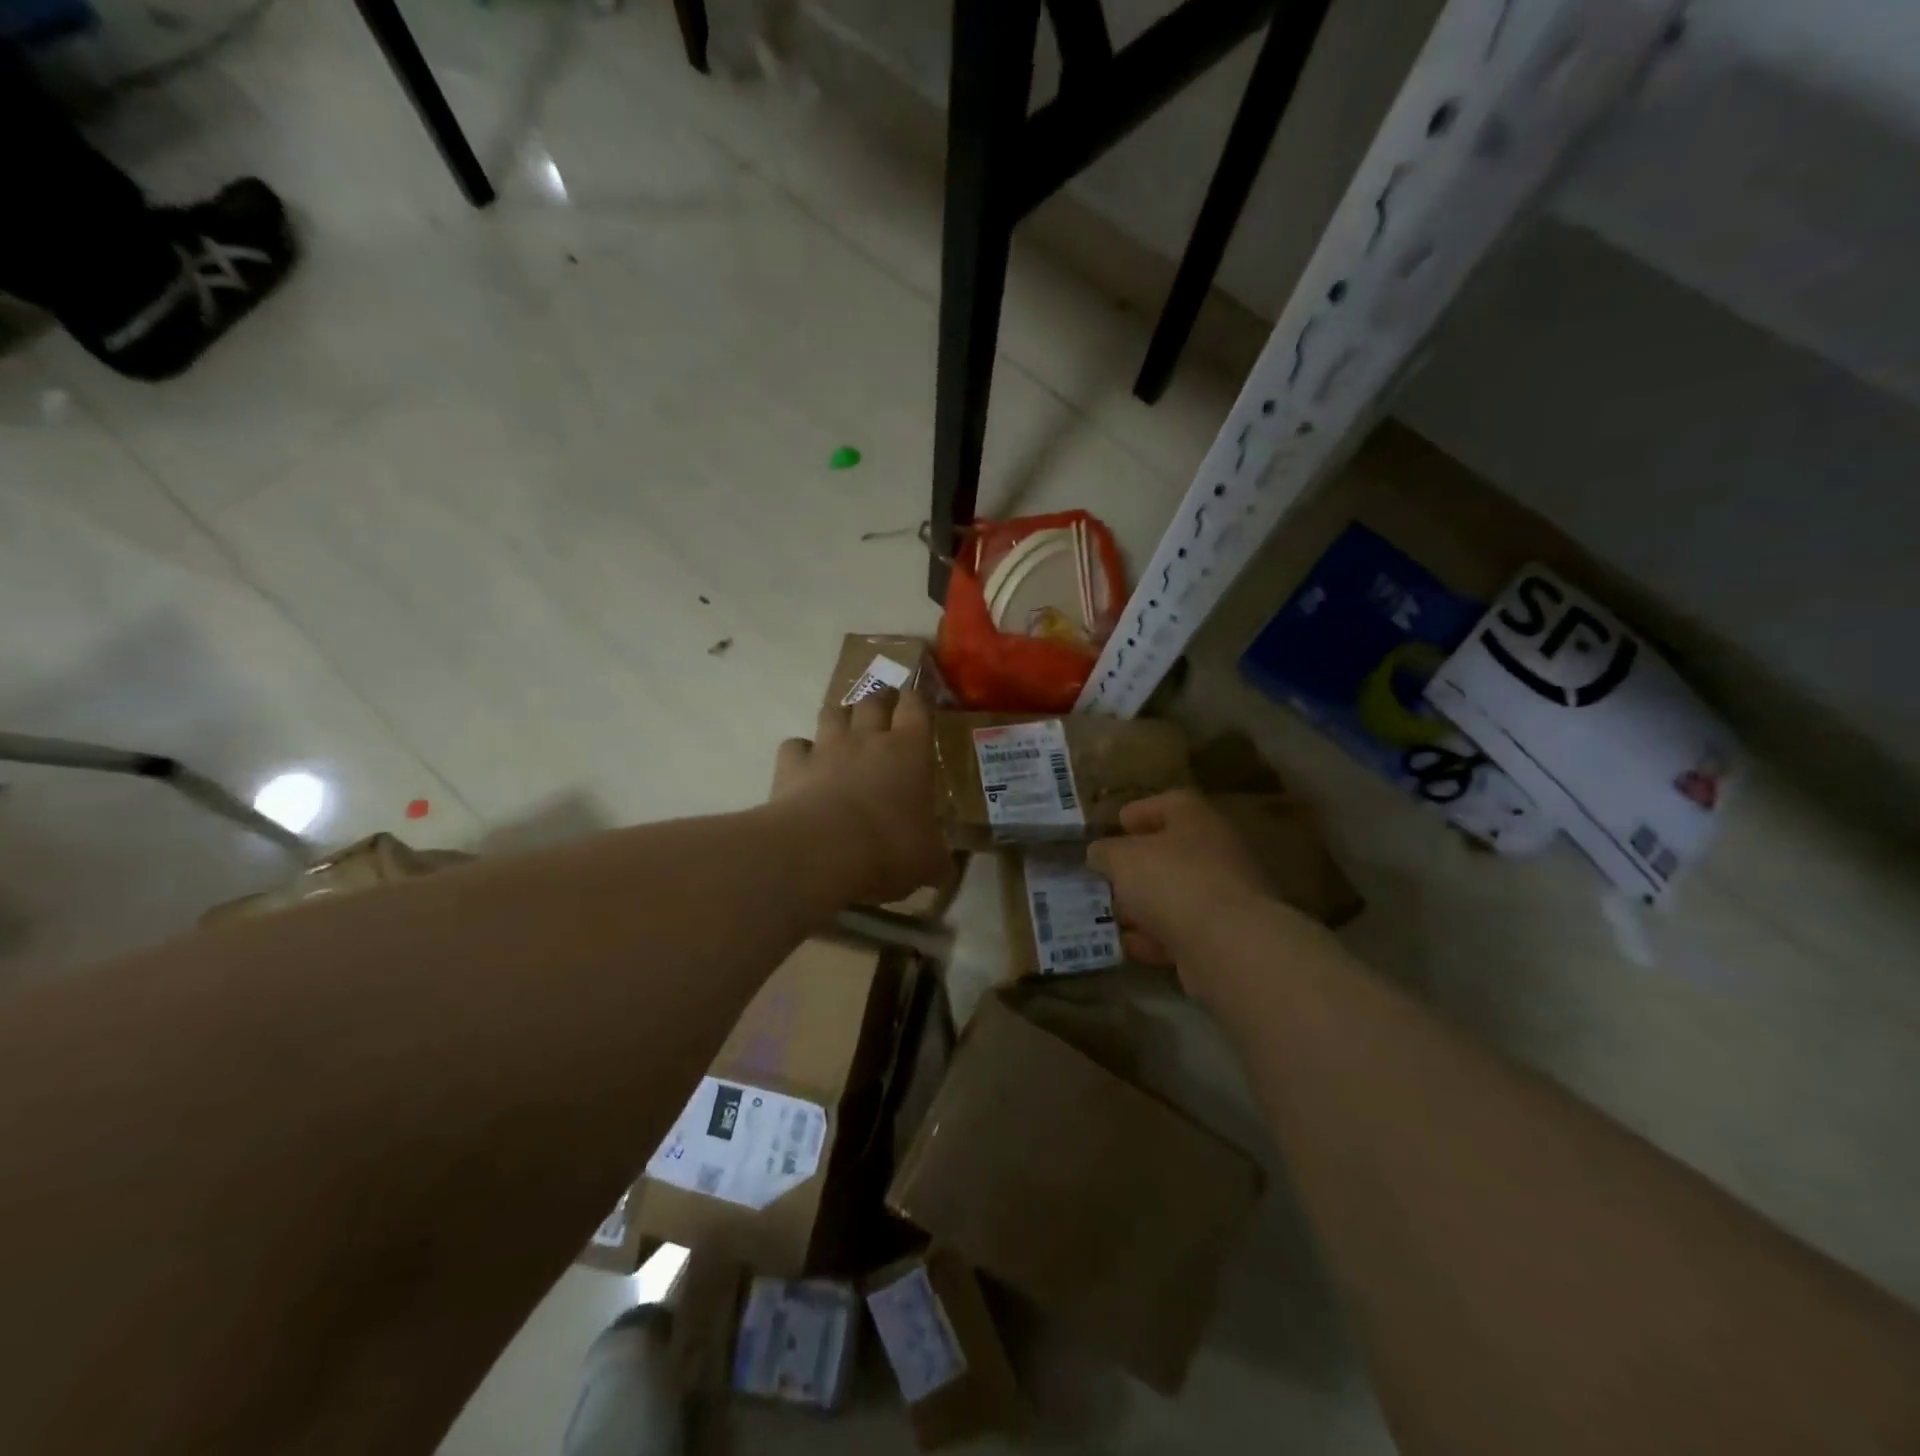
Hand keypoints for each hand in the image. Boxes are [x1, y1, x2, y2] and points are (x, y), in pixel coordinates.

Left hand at [770, 688, 949, 905]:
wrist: (822, 851)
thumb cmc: (888, 848)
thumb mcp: (927, 863)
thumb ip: (937, 859)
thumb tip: (944, 869)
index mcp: (910, 750)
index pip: (916, 706)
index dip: (917, 698)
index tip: (918, 698)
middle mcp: (868, 737)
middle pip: (874, 699)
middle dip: (881, 699)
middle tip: (885, 706)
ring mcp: (826, 747)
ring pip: (833, 712)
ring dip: (841, 716)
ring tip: (845, 727)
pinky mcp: (792, 765)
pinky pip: (795, 746)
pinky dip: (800, 751)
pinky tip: (804, 765)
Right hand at [1087, 789, 1272, 973]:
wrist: (1229, 946)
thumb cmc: (1172, 881)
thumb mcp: (1122, 859)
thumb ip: (1105, 852)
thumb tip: (1100, 854)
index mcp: (1196, 819)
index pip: (1170, 803)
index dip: (1141, 811)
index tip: (1118, 825)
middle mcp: (1217, 851)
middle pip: (1172, 851)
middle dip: (1137, 865)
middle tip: (1107, 875)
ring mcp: (1225, 896)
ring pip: (1176, 893)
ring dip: (1144, 904)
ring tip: (1111, 914)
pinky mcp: (1224, 936)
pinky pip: (1182, 931)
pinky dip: (1156, 937)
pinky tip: (1130, 945)